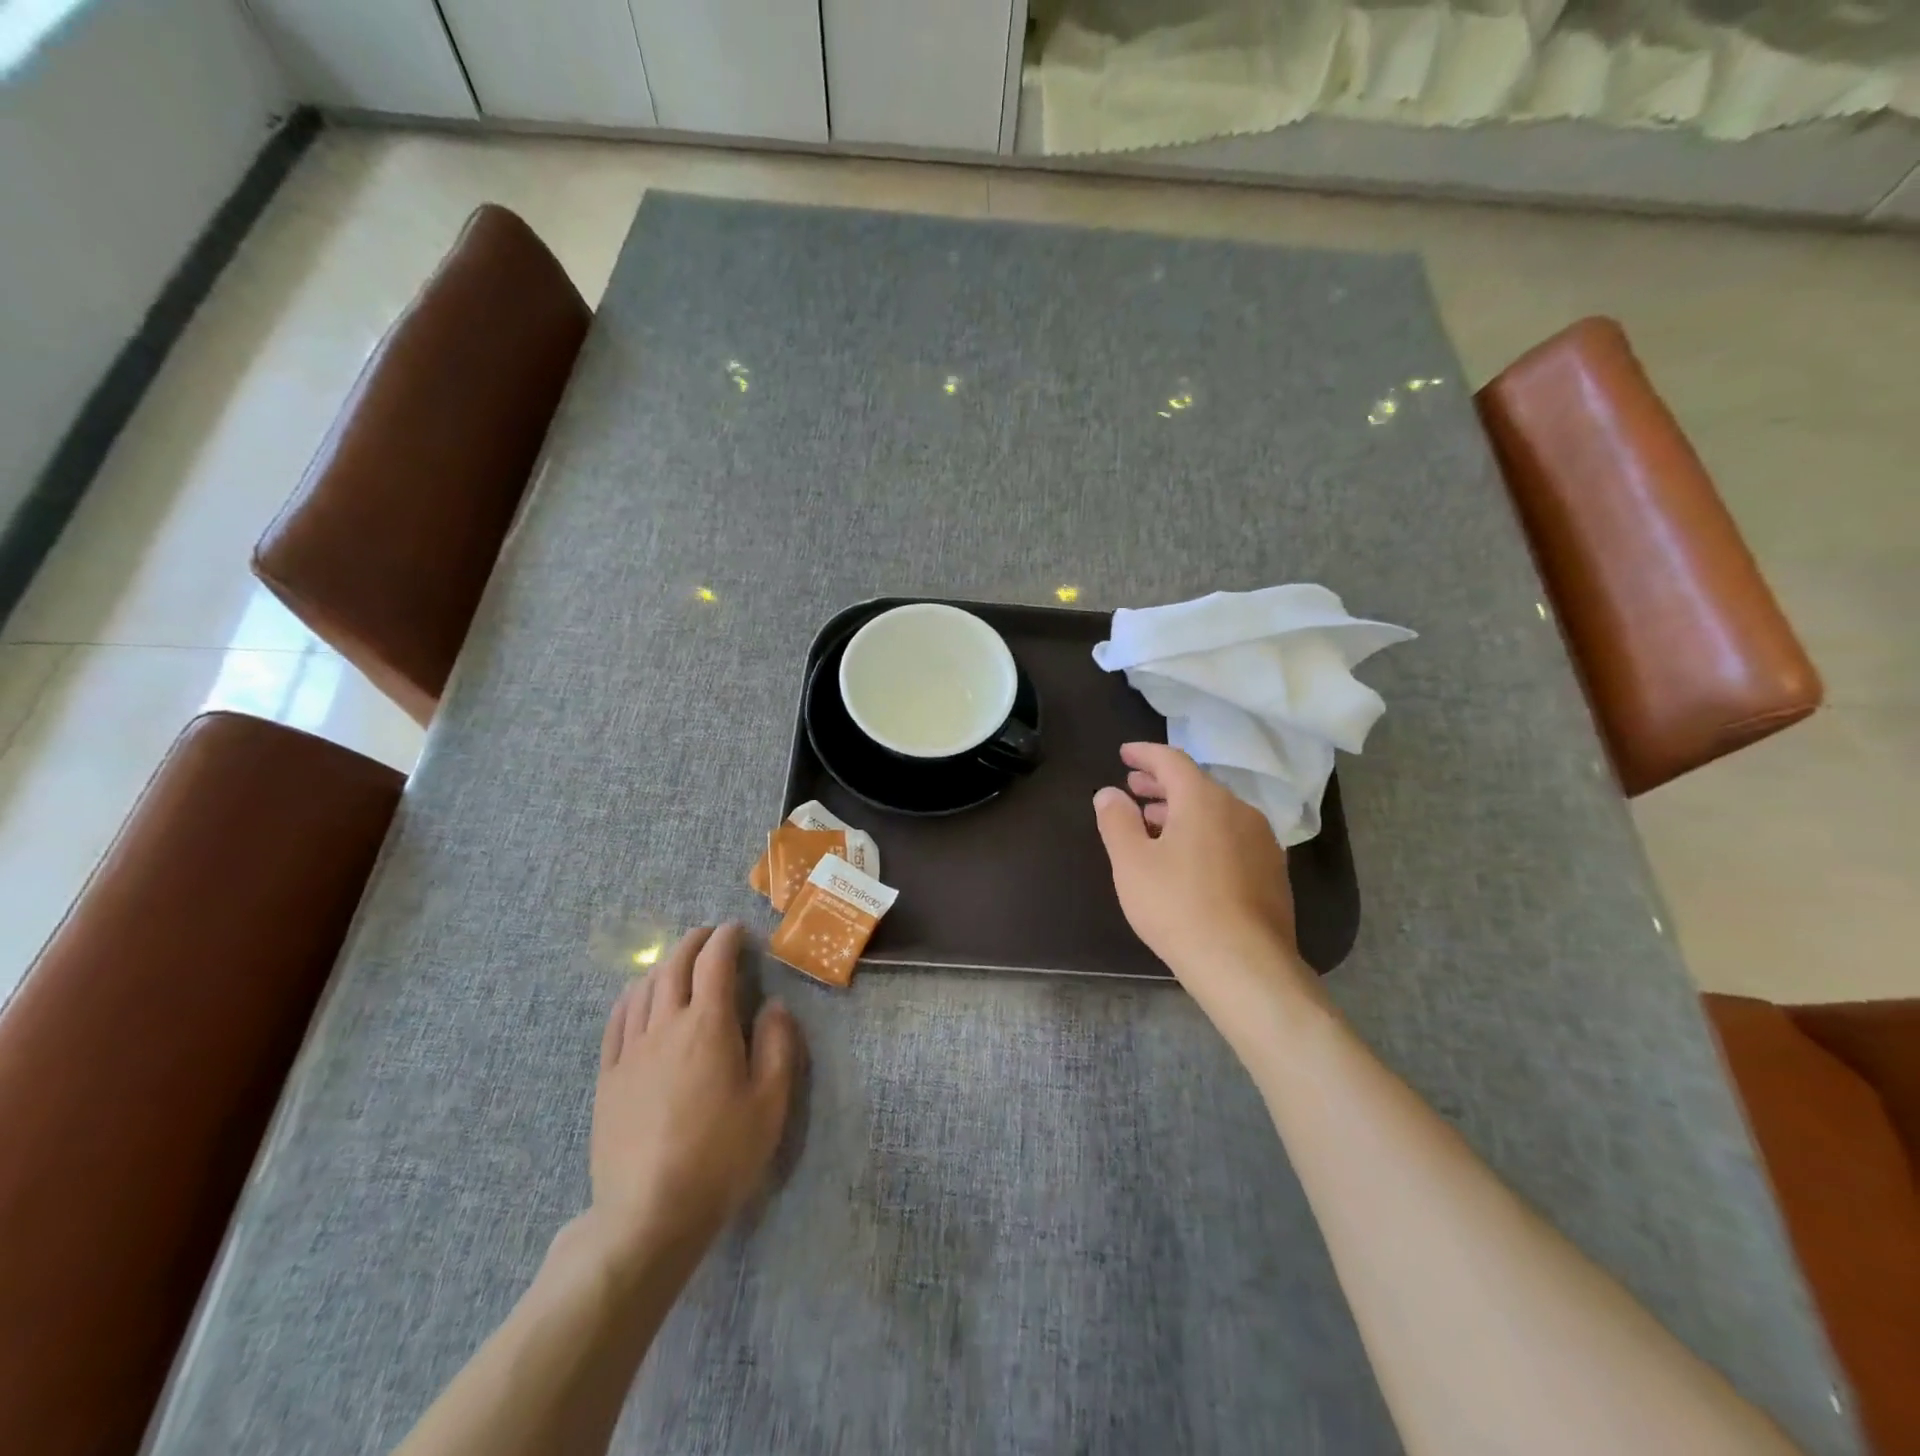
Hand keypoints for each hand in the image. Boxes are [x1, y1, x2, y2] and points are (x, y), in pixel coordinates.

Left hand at [587, 925, 802, 1265]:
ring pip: (644, 988)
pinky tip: (639, 998)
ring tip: (678, 962)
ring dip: (664, 964)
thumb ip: (777, 1046)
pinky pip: (617, 1020)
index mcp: (708, 1027)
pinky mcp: (608, 1076)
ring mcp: (631, 1050)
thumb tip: (773, 1005)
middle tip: (710, 935)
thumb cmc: (720, 1157)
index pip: (715, 963)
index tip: (738, 929)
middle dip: (694, 942)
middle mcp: (666, 1026)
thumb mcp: (770, 1104)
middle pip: (675, 965)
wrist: (649, 1214)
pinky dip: (632, 995)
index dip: (727, 938)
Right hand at [1093, 743, 1317, 1029]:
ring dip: (1182, 810)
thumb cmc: (1177, 906)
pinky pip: (1231, 835)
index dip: (1144, 754)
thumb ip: (1116, 820)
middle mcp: (1239, 809)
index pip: (1171, 760)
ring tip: (1154, 821)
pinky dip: (1204, 832)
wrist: (1244, 964)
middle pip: (1196, 784)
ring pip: (1215, 811)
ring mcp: (1262, 841)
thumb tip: (1109, 792)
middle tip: (1134, 786)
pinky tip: (1188, 857)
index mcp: (1203, 799)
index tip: (1124, 753)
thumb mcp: (1131, 862)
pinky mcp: (1272, 871)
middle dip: (1161, 783)